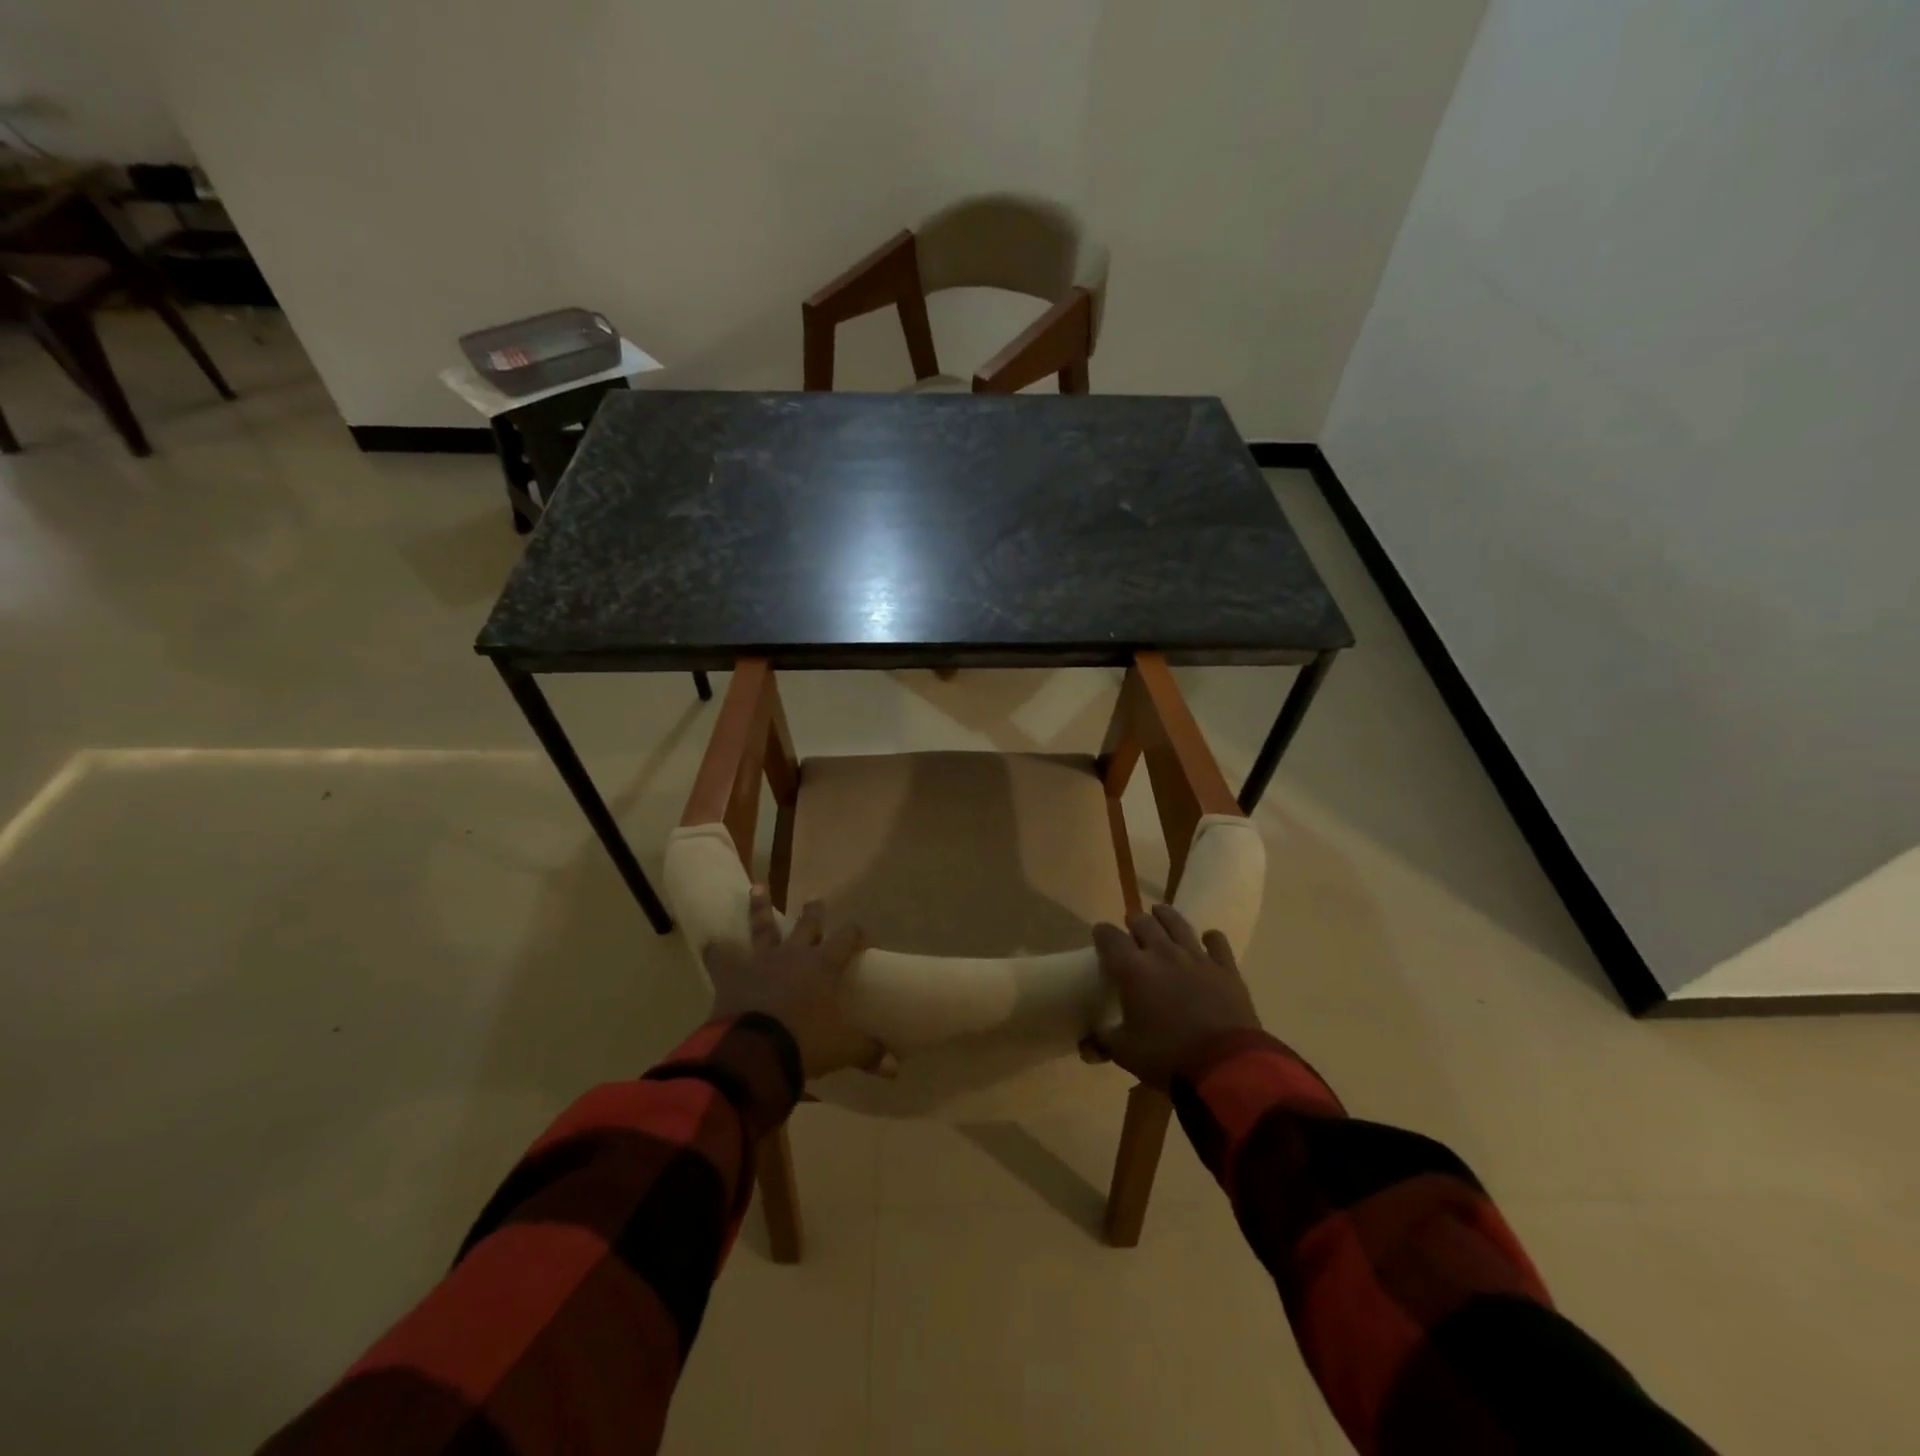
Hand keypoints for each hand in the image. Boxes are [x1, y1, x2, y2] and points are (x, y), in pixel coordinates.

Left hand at [703, 888, 885, 1079]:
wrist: (753, 1051)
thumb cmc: (804, 1043)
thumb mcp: (842, 1049)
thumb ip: (867, 1052)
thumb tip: (896, 1067)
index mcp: (823, 965)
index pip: (846, 938)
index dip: (856, 934)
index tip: (862, 936)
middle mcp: (793, 954)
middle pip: (807, 925)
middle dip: (814, 911)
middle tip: (815, 897)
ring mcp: (760, 961)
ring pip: (763, 927)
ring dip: (760, 908)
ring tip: (757, 887)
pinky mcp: (731, 974)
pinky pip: (721, 957)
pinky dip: (716, 950)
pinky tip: (711, 941)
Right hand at [1088, 904, 1260, 1089]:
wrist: (1226, 1065)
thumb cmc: (1168, 1056)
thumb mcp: (1126, 1053)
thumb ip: (1103, 1042)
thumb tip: (1086, 1045)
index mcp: (1133, 969)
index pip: (1110, 937)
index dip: (1102, 932)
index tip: (1099, 934)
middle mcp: (1162, 953)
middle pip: (1144, 922)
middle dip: (1134, 923)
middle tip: (1132, 932)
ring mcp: (1196, 957)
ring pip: (1177, 923)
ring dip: (1165, 916)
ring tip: (1160, 914)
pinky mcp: (1225, 968)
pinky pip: (1217, 942)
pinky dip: (1210, 938)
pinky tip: (1207, 940)